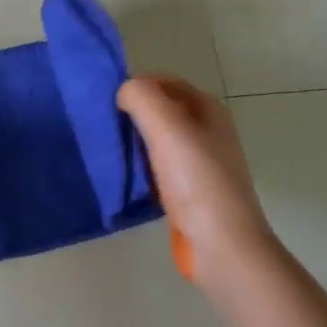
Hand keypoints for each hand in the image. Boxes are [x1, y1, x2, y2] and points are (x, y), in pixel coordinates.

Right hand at [118, 75, 274, 283]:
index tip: (109, 105)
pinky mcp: (189, 191)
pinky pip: (158, 168)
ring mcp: (200, 163)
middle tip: (104, 129)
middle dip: (132, 115)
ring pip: (157, 140)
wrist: (221, 245)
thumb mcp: (166, 126)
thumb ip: (141, 97)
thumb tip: (124, 94)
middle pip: (160, 110)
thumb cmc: (196, 180)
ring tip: (110, 153)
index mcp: (208, 109)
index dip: (136, 87)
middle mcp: (207, 131)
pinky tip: (125, 179)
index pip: (164, 82)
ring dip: (133, 143)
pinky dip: (140, 169)